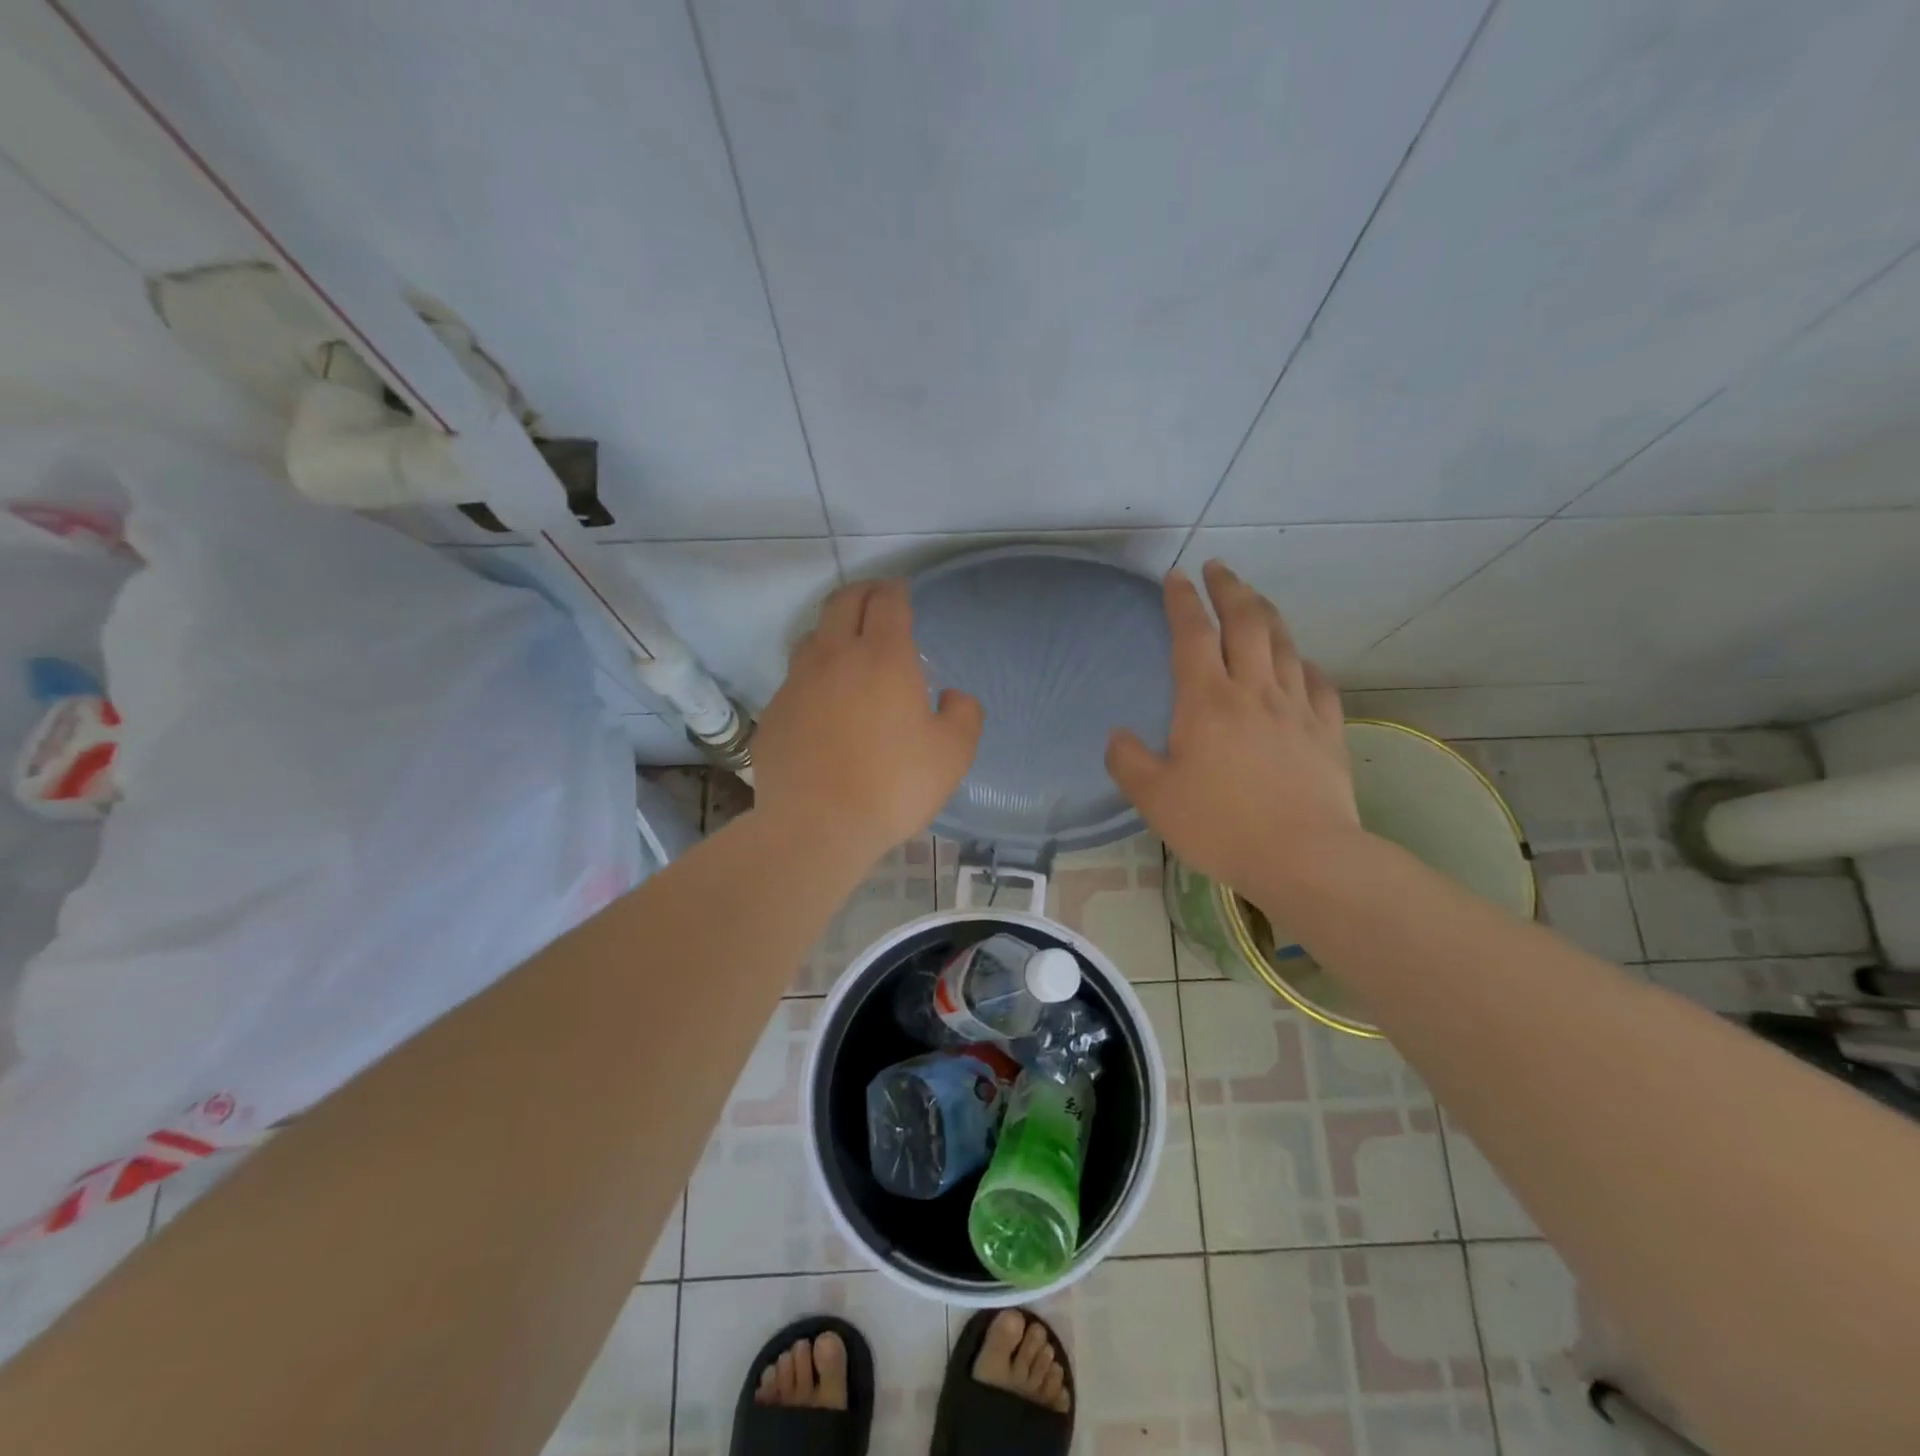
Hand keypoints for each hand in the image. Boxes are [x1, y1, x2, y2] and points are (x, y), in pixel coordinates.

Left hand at [754, 579, 983, 863]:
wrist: (817, 826)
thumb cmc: (894, 786)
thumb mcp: (953, 754)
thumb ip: (964, 714)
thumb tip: (951, 696)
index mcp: (883, 657)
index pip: (887, 601)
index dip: (897, 591)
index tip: (902, 593)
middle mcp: (834, 656)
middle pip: (842, 602)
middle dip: (863, 594)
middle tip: (877, 603)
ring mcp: (796, 683)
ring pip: (812, 637)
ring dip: (833, 632)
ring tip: (848, 651)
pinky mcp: (773, 713)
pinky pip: (795, 682)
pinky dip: (813, 679)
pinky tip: (823, 707)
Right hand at [1105, 561, 1358, 895]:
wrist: (1303, 856)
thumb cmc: (1220, 825)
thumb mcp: (1154, 799)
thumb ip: (1128, 762)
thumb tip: (1118, 735)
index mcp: (1207, 700)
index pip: (1192, 634)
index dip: (1183, 601)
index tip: (1177, 576)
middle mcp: (1254, 690)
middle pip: (1246, 622)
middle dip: (1231, 588)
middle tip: (1219, 567)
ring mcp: (1296, 707)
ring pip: (1284, 644)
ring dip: (1267, 614)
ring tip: (1255, 600)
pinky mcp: (1327, 730)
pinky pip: (1317, 682)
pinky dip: (1304, 663)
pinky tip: (1300, 663)